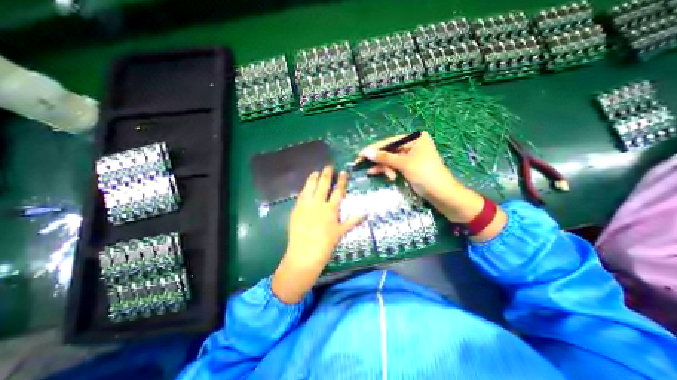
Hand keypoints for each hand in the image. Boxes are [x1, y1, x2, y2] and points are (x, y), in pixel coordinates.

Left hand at [271, 167, 365, 303]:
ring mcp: (307, 205)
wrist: (305, 253)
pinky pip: (301, 195)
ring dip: (313, 178)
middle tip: (328, 166)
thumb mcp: (341, 233)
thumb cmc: (326, 244)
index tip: (343, 172)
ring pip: (310, 187)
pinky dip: (304, 188)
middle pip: (323, 185)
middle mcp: (319, 204)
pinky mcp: (297, 209)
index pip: (338, 191)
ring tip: (316, 172)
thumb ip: (353, 221)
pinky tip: (306, 185)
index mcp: (331, 209)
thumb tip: (366, 213)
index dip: (342, 180)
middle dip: (327, 174)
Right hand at [359, 130, 459, 199]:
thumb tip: (366, 152)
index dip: (374, 148)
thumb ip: (385, 157)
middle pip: (389, 150)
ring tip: (372, 173)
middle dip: (377, 159)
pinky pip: (393, 166)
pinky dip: (386, 170)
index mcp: (415, 139)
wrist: (442, 195)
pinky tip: (375, 173)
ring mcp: (410, 156)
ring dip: (382, 166)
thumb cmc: (426, 175)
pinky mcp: (408, 167)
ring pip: (390, 159)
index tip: (360, 154)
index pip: (390, 142)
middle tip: (359, 163)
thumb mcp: (404, 164)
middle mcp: (412, 144)